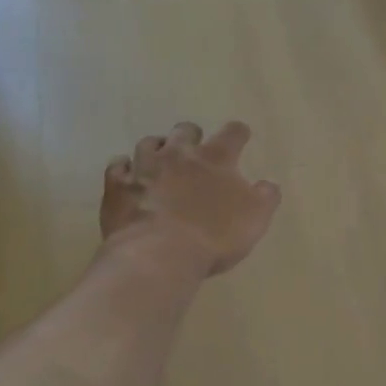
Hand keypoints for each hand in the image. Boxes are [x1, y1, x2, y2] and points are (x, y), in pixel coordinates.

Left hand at [101, 122, 281, 276]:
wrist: (159, 255)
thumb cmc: (214, 237)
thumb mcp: (255, 219)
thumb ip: (265, 197)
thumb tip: (268, 184)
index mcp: (216, 158)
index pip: (232, 133)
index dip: (238, 133)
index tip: (240, 137)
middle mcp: (179, 154)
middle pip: (185, 130)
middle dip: (192, 137)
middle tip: (195, 151)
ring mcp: (144, 167)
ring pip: (149, 143)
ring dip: (157, 148)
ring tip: (160, 160)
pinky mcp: (118, 186)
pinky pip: (117, 166)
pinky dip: (124, 168)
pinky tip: (127, 175)